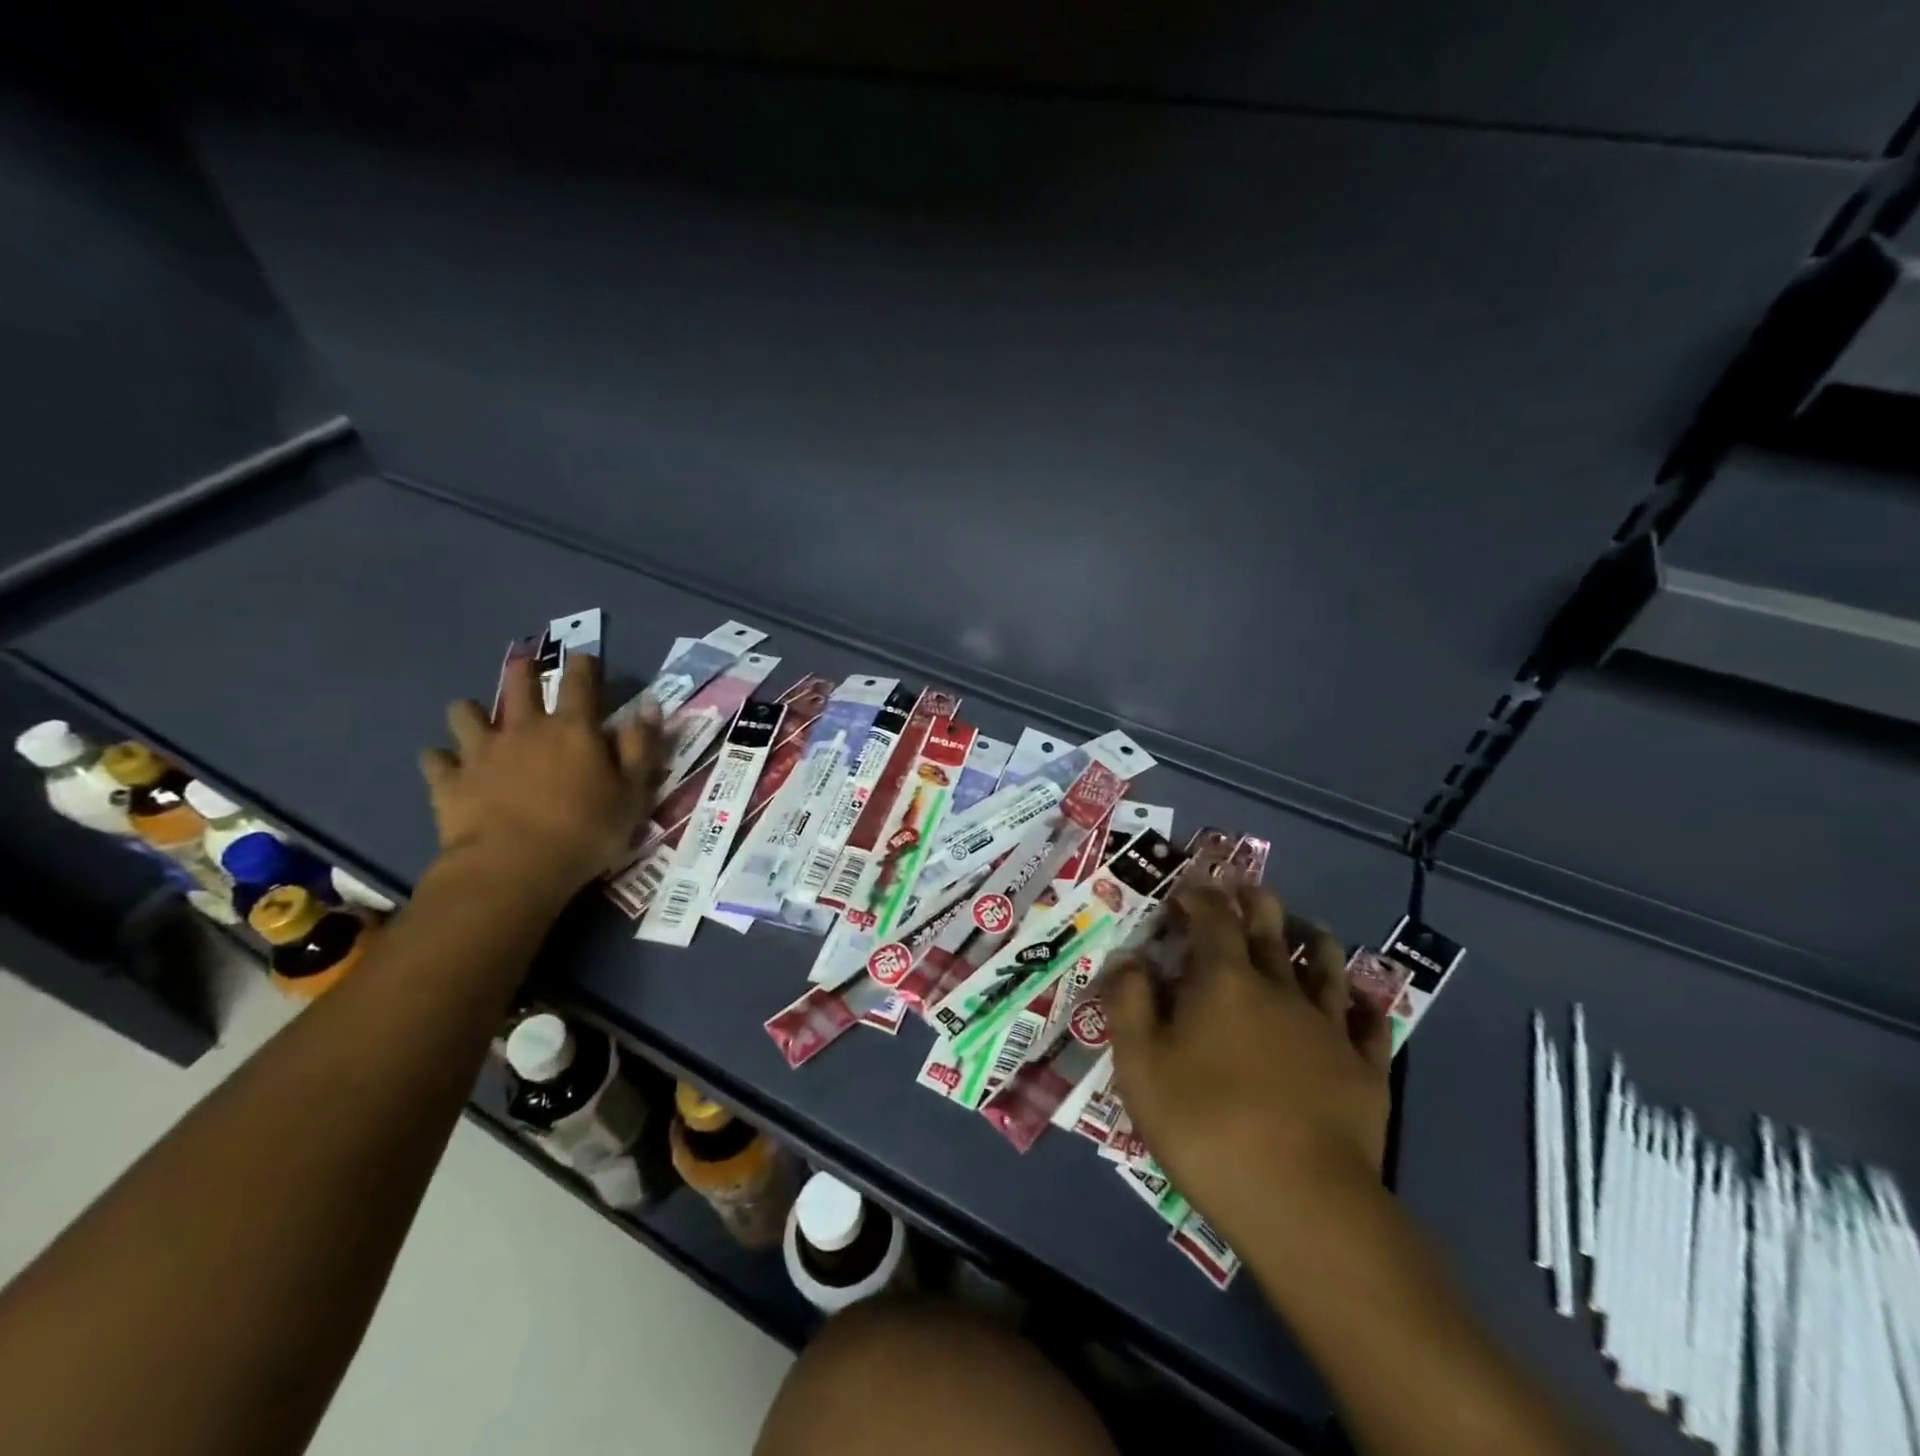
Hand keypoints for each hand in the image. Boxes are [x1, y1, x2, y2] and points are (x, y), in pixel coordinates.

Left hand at [419, 652, 664, 907]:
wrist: (513, 868)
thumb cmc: (586, 831)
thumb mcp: (632, 793)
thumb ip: (640, 747)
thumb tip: (650, 706)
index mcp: (572, 729)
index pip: (579, 682)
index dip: (584, 666)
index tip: (585, 658)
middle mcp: (524, 729)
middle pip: (518, 684)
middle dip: (523, 670)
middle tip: (525, 665)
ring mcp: (481, 753)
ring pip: (465, 714)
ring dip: (470, 711)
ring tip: (474, 716)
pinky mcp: (449, 781)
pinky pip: (435, 760)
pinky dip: (440, 759)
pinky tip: (445, 765)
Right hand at [1106, 884, 1390, 1253]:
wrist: (1301, 1201)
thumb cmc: (1205, 1124)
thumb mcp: (1140, 1064)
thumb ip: (1129, 1003)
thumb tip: (1129, 959)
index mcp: (1224, 980)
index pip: (1213, 917)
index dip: (1199, 896)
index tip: (1186, 892)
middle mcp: (1280, 989)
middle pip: (1270, 928)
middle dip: (1254, 903)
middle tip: (1245, 890)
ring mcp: (1328, 1028)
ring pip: (1326, 966)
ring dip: (1314, 940)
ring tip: (1309, 931)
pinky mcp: (1364, 1070)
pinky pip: (1370, 1024)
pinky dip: (1364, 1005)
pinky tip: (1363, 1002)